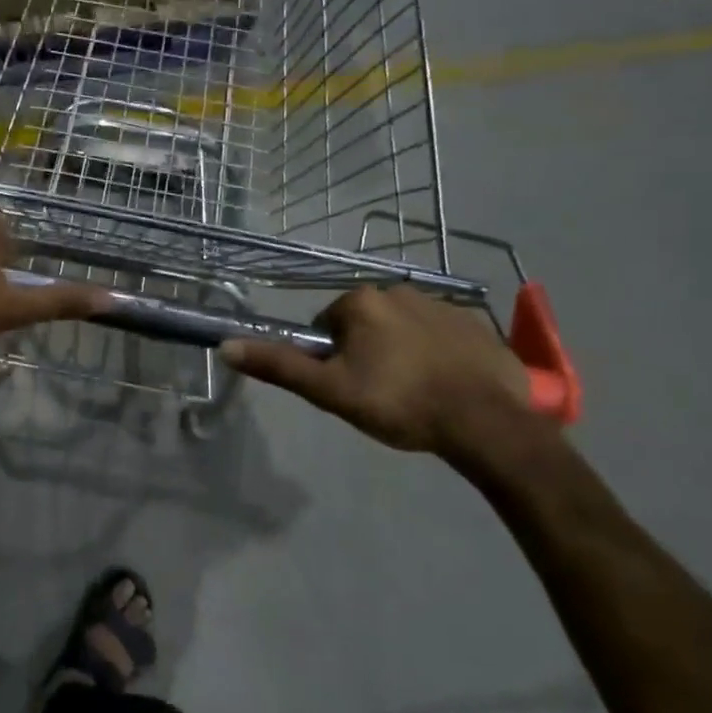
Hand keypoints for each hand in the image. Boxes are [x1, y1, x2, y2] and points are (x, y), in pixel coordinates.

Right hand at [222, 284, 534, 454]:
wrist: (486, 422)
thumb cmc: (399, 403)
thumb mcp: (329, 390)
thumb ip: (279, 366)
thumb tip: (225, 345)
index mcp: (360, 302)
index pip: (327, 325)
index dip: (331, 358)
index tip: (348, 385)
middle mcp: (399, 290)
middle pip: (364, 323)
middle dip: (365, 351)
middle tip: (377, 392)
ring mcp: (443, 304)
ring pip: (402, 328)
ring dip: (400, 351)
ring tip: (413, 392)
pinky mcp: (476, 324)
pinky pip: (440, 334)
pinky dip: (436, 354)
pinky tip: (445, 385)